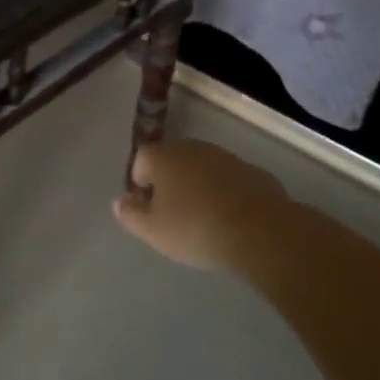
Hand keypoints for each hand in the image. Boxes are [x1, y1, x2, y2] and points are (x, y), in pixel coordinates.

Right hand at [114, 139, 292, 275]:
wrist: (260, 231)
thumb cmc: (195, 228)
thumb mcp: (153, 230)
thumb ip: (130, 214)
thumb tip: (119, 202)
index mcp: (163, 156)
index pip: (141, 159)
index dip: (140, 183)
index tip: (149, 209)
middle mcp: (192, 148)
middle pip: (172, 160)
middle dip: (169, 182)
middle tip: (173, 214)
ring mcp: (225, 157)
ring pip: (202, 169)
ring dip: (198, 186)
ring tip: (203, 218)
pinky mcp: (253, 171)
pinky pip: (229, 181)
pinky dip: (225, 193)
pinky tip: (231, 219)